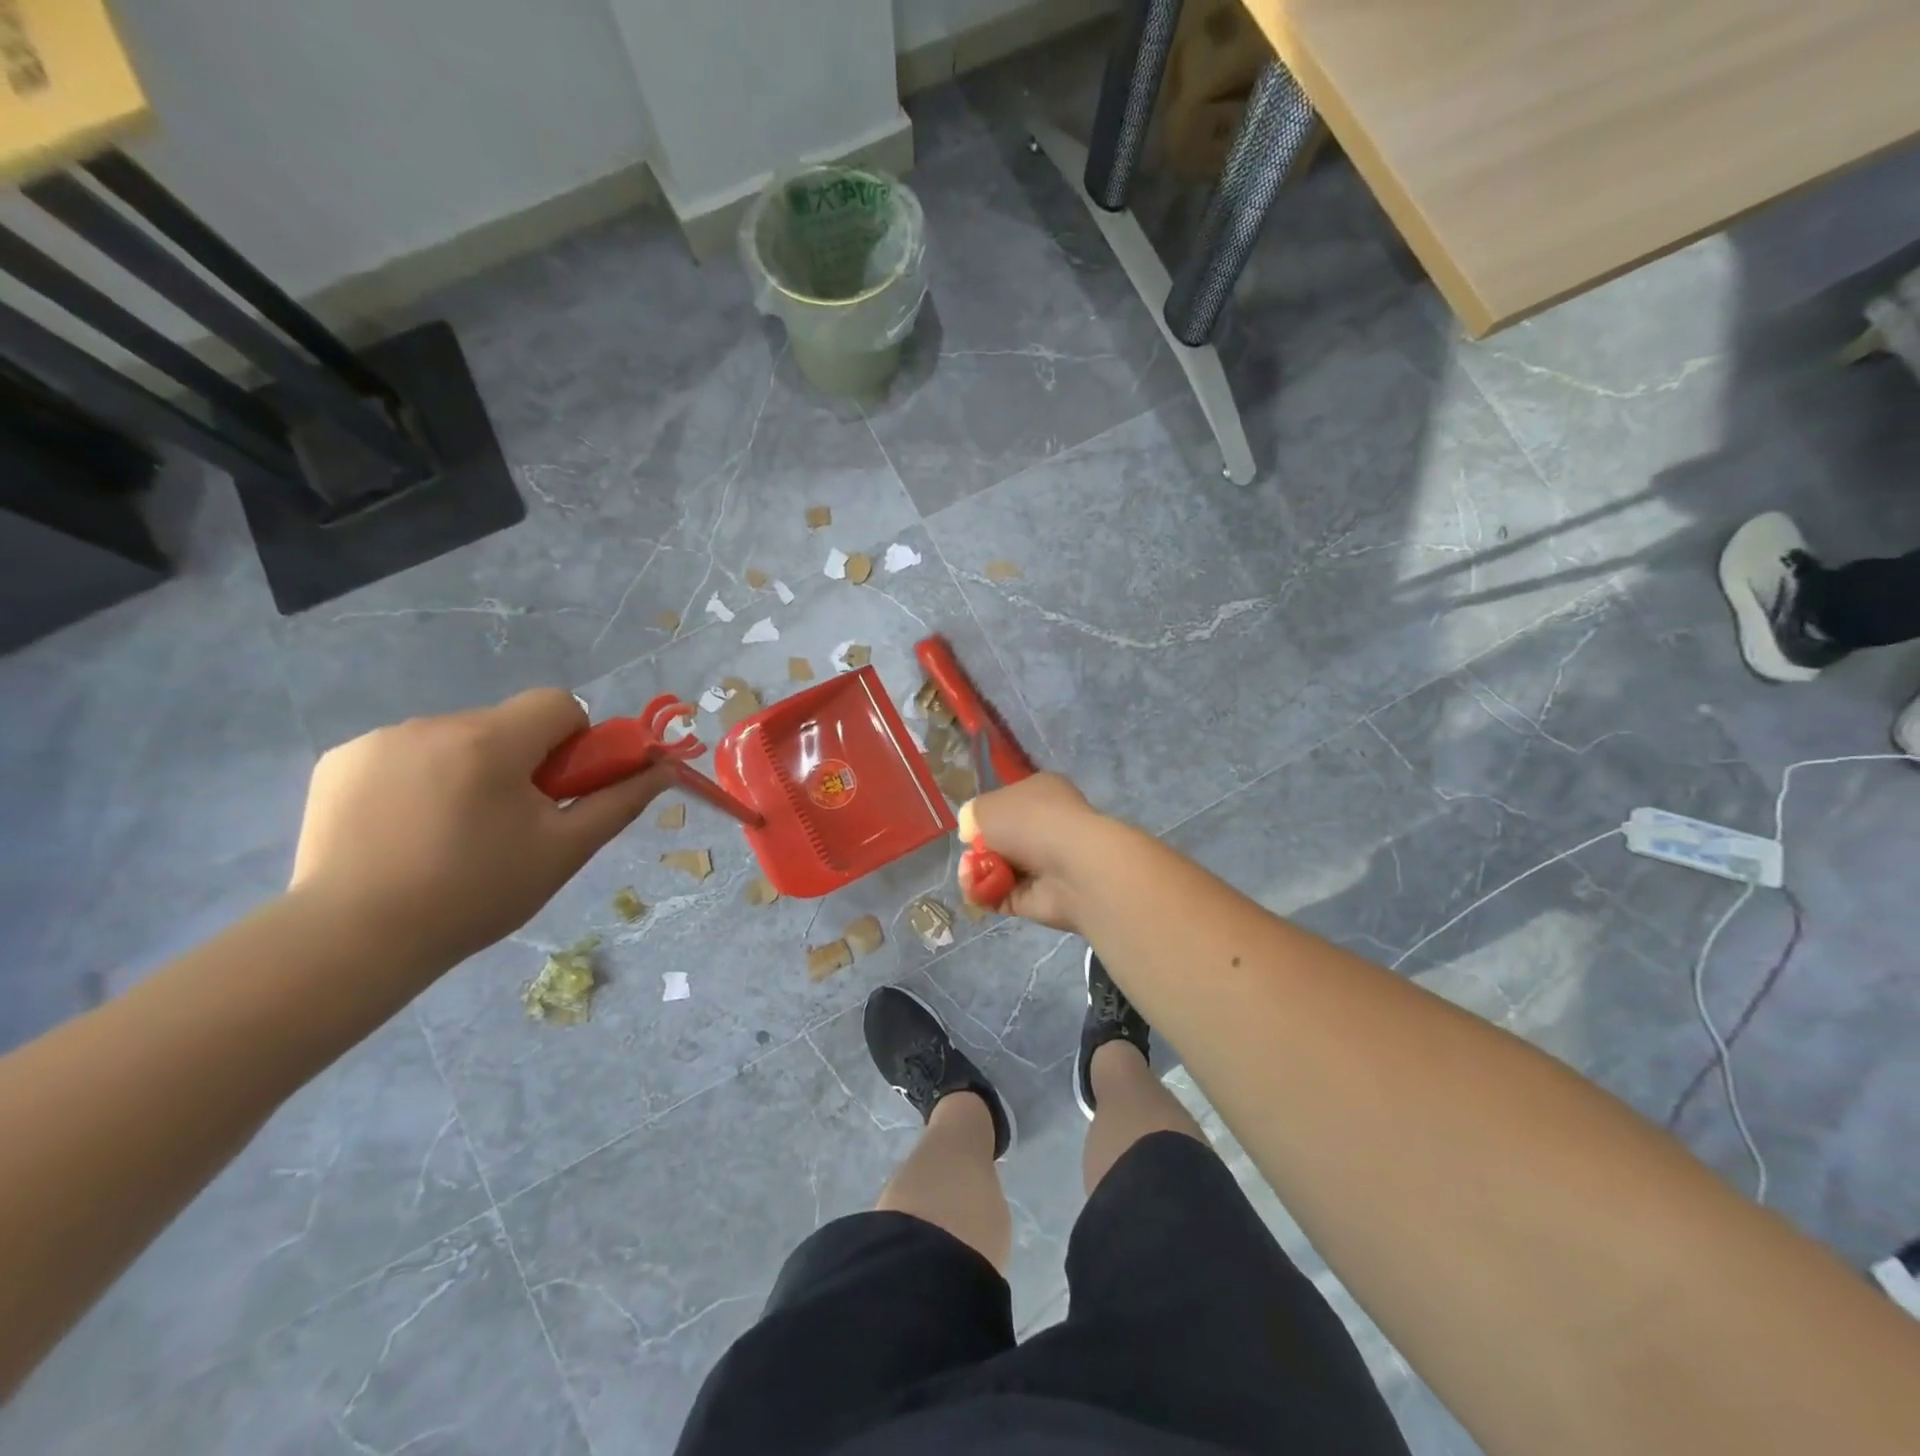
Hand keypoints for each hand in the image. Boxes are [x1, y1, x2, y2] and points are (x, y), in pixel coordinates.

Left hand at [290, 689, 670, 967]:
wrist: (352, 941)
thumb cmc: (475, 894)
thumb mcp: (565, 850)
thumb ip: (620, 800)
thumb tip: (665, 768)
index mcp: (491, 741)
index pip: (557, 704)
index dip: (573, 741)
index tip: (558, 789)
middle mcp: (433, 724)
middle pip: (506, 724)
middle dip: (520, 762)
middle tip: (509, 824)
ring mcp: (378, 740)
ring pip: (455, 739)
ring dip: (469, 770)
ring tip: (450, 833)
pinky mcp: (339, 761)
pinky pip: (405, 753)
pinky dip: (418, 779)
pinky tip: (405, 830)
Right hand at [956, 772, 1109, 931]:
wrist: (1071, 866)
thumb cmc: (1030, 821)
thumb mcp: (987, 805)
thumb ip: (973, 815)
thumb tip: (971, 832)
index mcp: (1042, 793)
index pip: (1010, 802)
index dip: (986, 814)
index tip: (970, 825)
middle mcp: (1047, 826)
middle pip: (1002, 838)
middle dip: (978, 848)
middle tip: (968, 853)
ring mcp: (1045, 864)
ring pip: (1000, 869)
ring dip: (978, 872)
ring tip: (969, 872)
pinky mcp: (1040, 898)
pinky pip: (1003, 895)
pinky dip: (986, 894)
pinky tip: (976, 889)